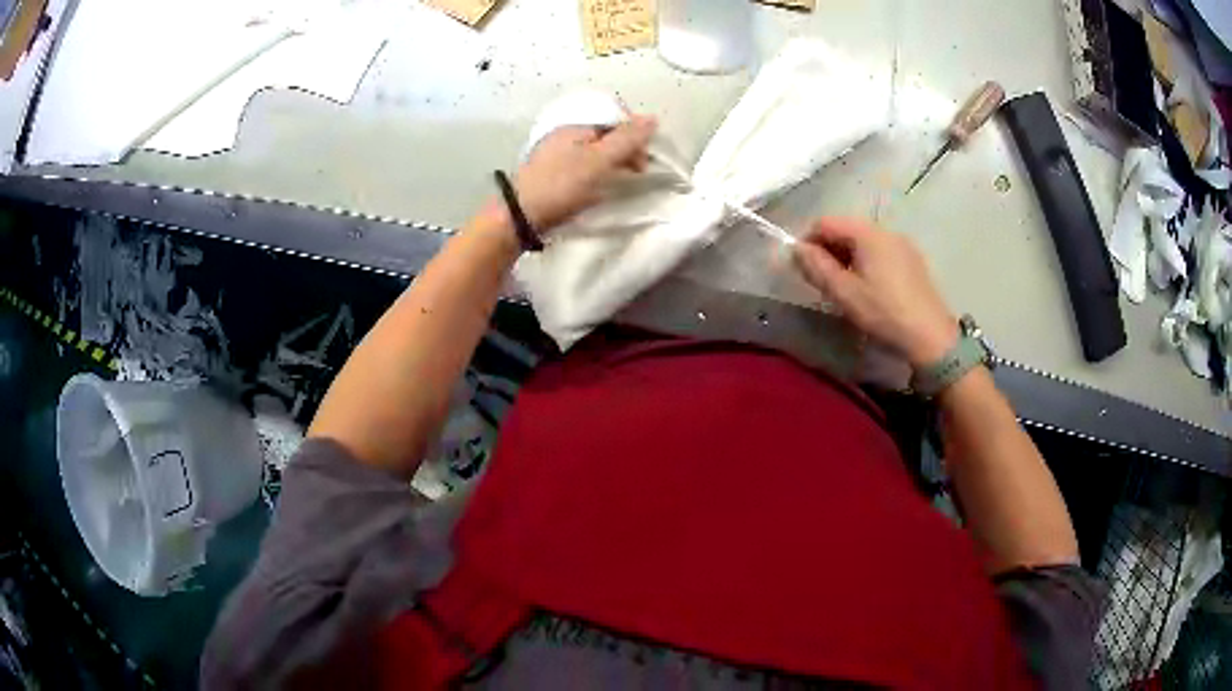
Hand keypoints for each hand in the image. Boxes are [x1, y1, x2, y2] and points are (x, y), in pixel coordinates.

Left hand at [513, 116, 656, 231]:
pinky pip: (584, 164)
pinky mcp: (553, 171)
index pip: (616, 119)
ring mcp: (558, 152)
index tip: (644, 158)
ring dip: (614, 162)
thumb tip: (652, 118)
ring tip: (621, 181)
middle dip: (626, 149)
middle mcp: (566, 133)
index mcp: (577, 125)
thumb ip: (626, 139)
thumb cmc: (563, 185)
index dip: (635, 134)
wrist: (521, 215)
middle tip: (637, 172)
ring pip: (596, 150)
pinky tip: (600, 187)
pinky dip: (598, 172)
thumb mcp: (599, 161)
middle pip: (606, 134)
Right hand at [793, 218, 958, 368]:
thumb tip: (795, 249)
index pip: (826, 223)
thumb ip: (816, 267)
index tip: (801, 267)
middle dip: (828, 249)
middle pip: (846, 228)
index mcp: (867, 233)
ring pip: (863, 241)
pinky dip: (865, 262)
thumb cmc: (884, 313)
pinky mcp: (913, 260)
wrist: (931, 337)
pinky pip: (880, 251)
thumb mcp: (844, 293)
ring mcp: (902, 244)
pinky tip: (867, 288)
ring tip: (842, 286)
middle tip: (820, 279)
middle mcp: (885, 230)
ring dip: (846, 256)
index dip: (808, 240)